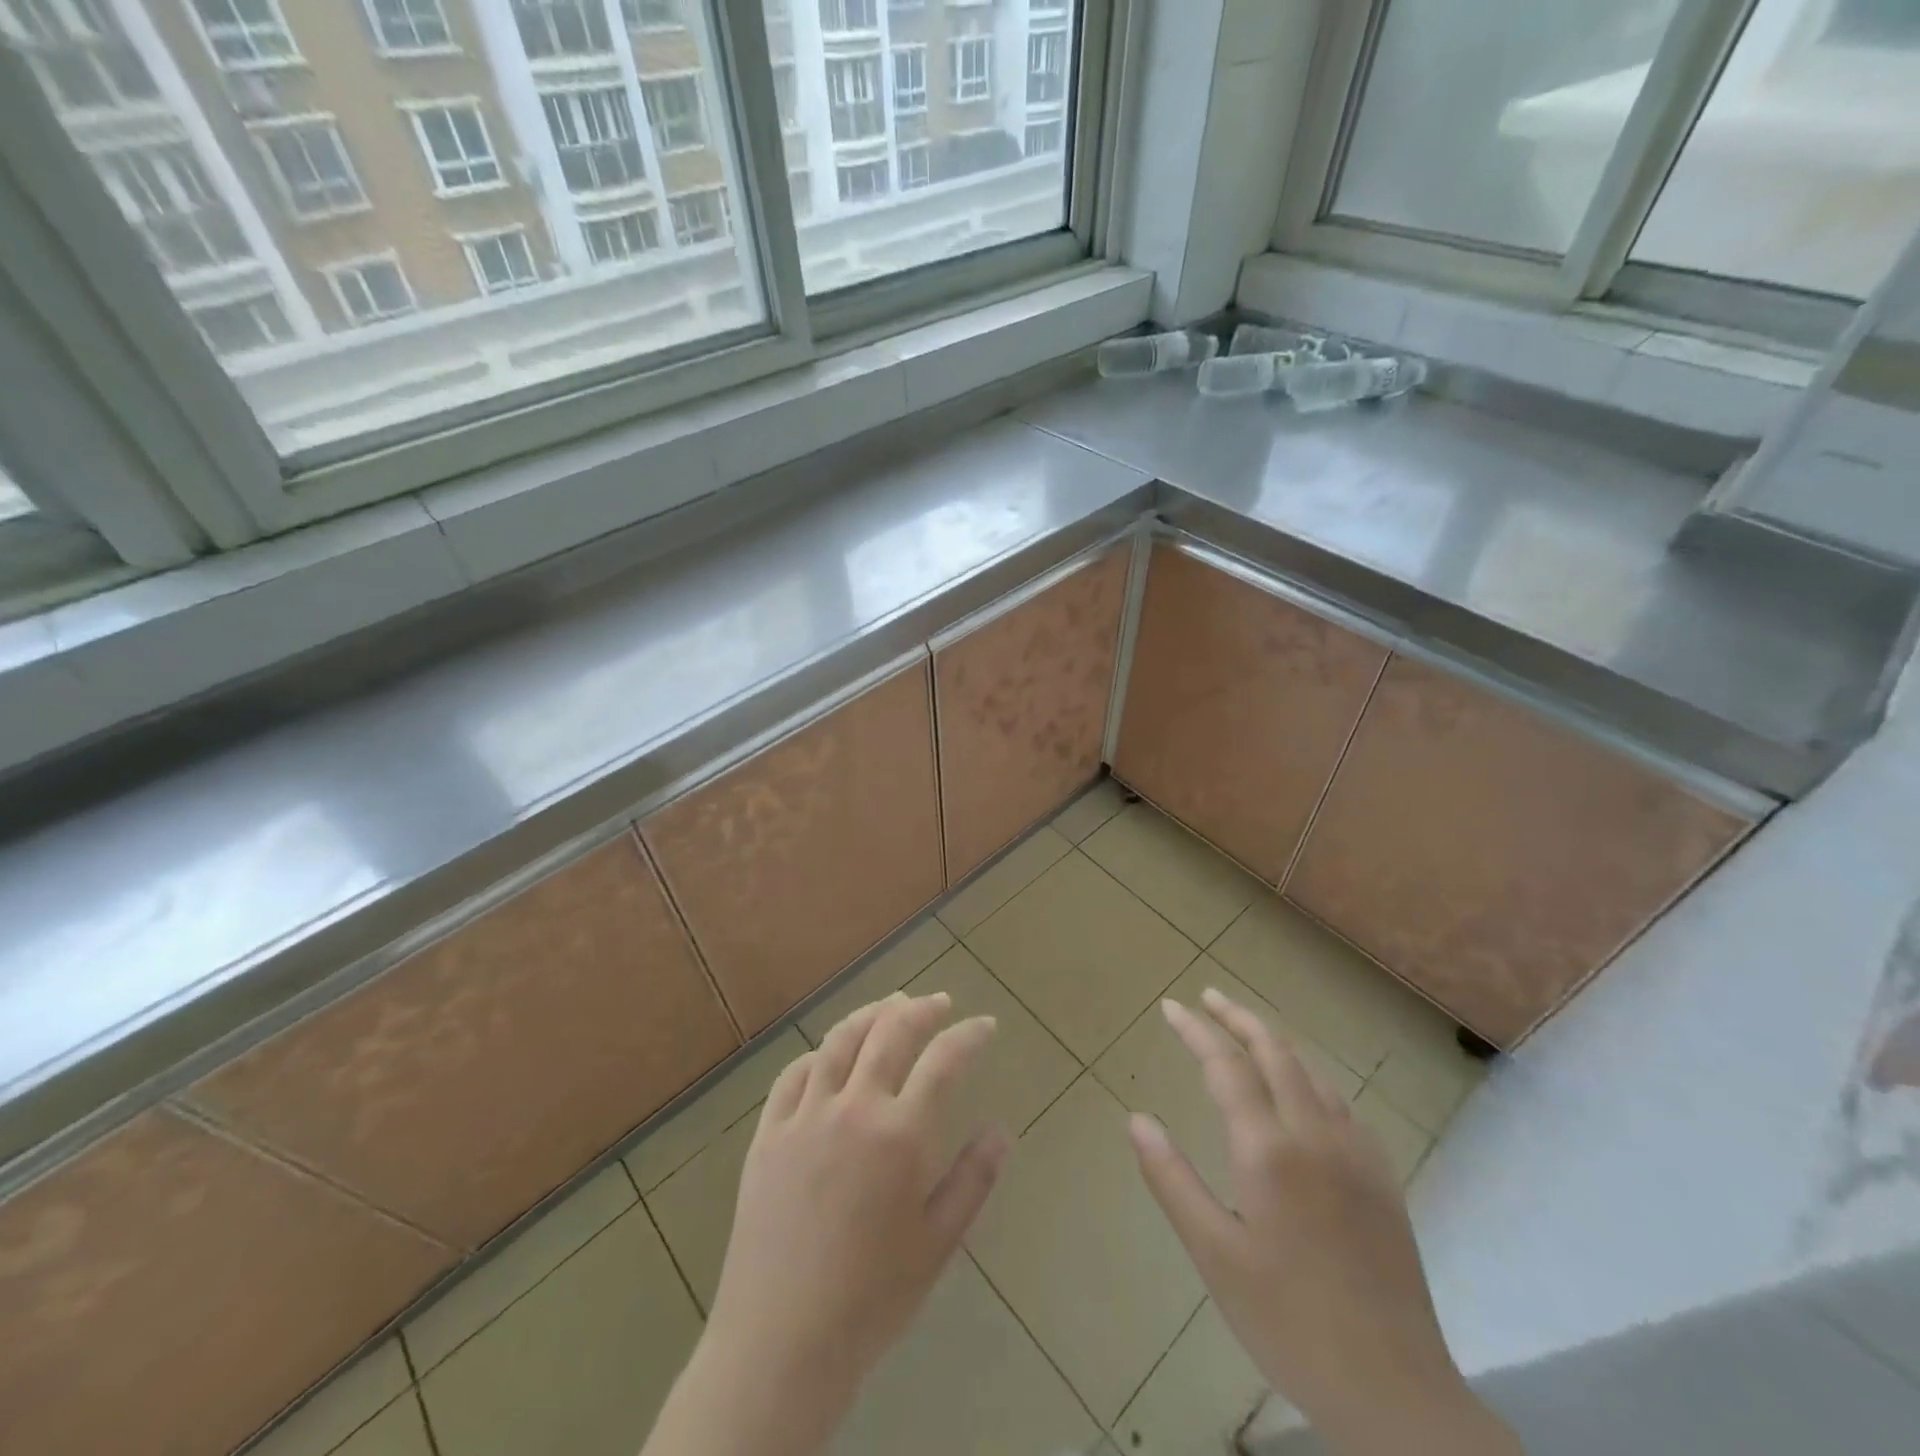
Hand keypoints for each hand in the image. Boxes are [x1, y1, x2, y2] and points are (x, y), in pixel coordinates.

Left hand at [644, 992, 1004, 1455]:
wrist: (782, 1342)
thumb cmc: (872, 1297)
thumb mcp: (939, 1243)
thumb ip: (974, 1179)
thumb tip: (1001, 1129)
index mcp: (901, 1134)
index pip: (944, 1060)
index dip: (969, 1035)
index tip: (986, 1025)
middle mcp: (854, 1108)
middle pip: (890, 1032)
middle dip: (921, 1009)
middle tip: (939, 1003)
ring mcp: (805, 1116)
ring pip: (840, 1041)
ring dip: (870, 1015)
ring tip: (890, 1007)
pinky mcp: (768, 1134)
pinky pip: (793, 1075)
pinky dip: (818, 1054)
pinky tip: (828, 1055)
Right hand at [1131, 989, 1520, 1455]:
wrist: (1396, 1392)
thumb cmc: (1289, 1323)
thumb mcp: (1214, 1255)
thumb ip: (1172, 1179)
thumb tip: (1137, 1119)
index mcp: (1268, 1150)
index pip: (1226, 1065)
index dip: (1195, 1030)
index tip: (1170, 1007)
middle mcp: (1315, 1134)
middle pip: (1275, 1051)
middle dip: (1237, 1018)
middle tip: (1207, 998)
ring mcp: (1356, 1152)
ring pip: (1311, 1071)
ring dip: (1274, 1040)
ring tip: (1246, 1029)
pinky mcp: (1382, 1176)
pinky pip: (1340, 1101)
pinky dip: (1309, 1074)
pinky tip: (1302, 1088)